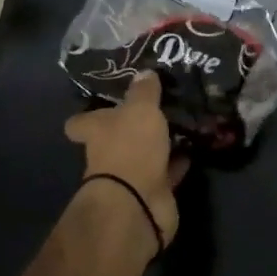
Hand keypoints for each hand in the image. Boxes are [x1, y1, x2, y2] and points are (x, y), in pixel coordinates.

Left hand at [64, 73, 187, 247]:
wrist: (138, 202)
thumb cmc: (131, 148)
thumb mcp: (140, 110)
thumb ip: (144, 92)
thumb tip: (144, 72)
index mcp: (97, 132)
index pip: (81, 123)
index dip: (88, 116)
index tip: (104, 104)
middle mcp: (108, 154)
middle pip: (116, 138)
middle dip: (135, 127)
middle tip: (160, 106)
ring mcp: (130, 175)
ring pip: (146, 154)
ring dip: (162, 143)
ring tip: (185, 123)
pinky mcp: (153, 191)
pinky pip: (167, 171)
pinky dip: (178, 162)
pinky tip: (195, 147)